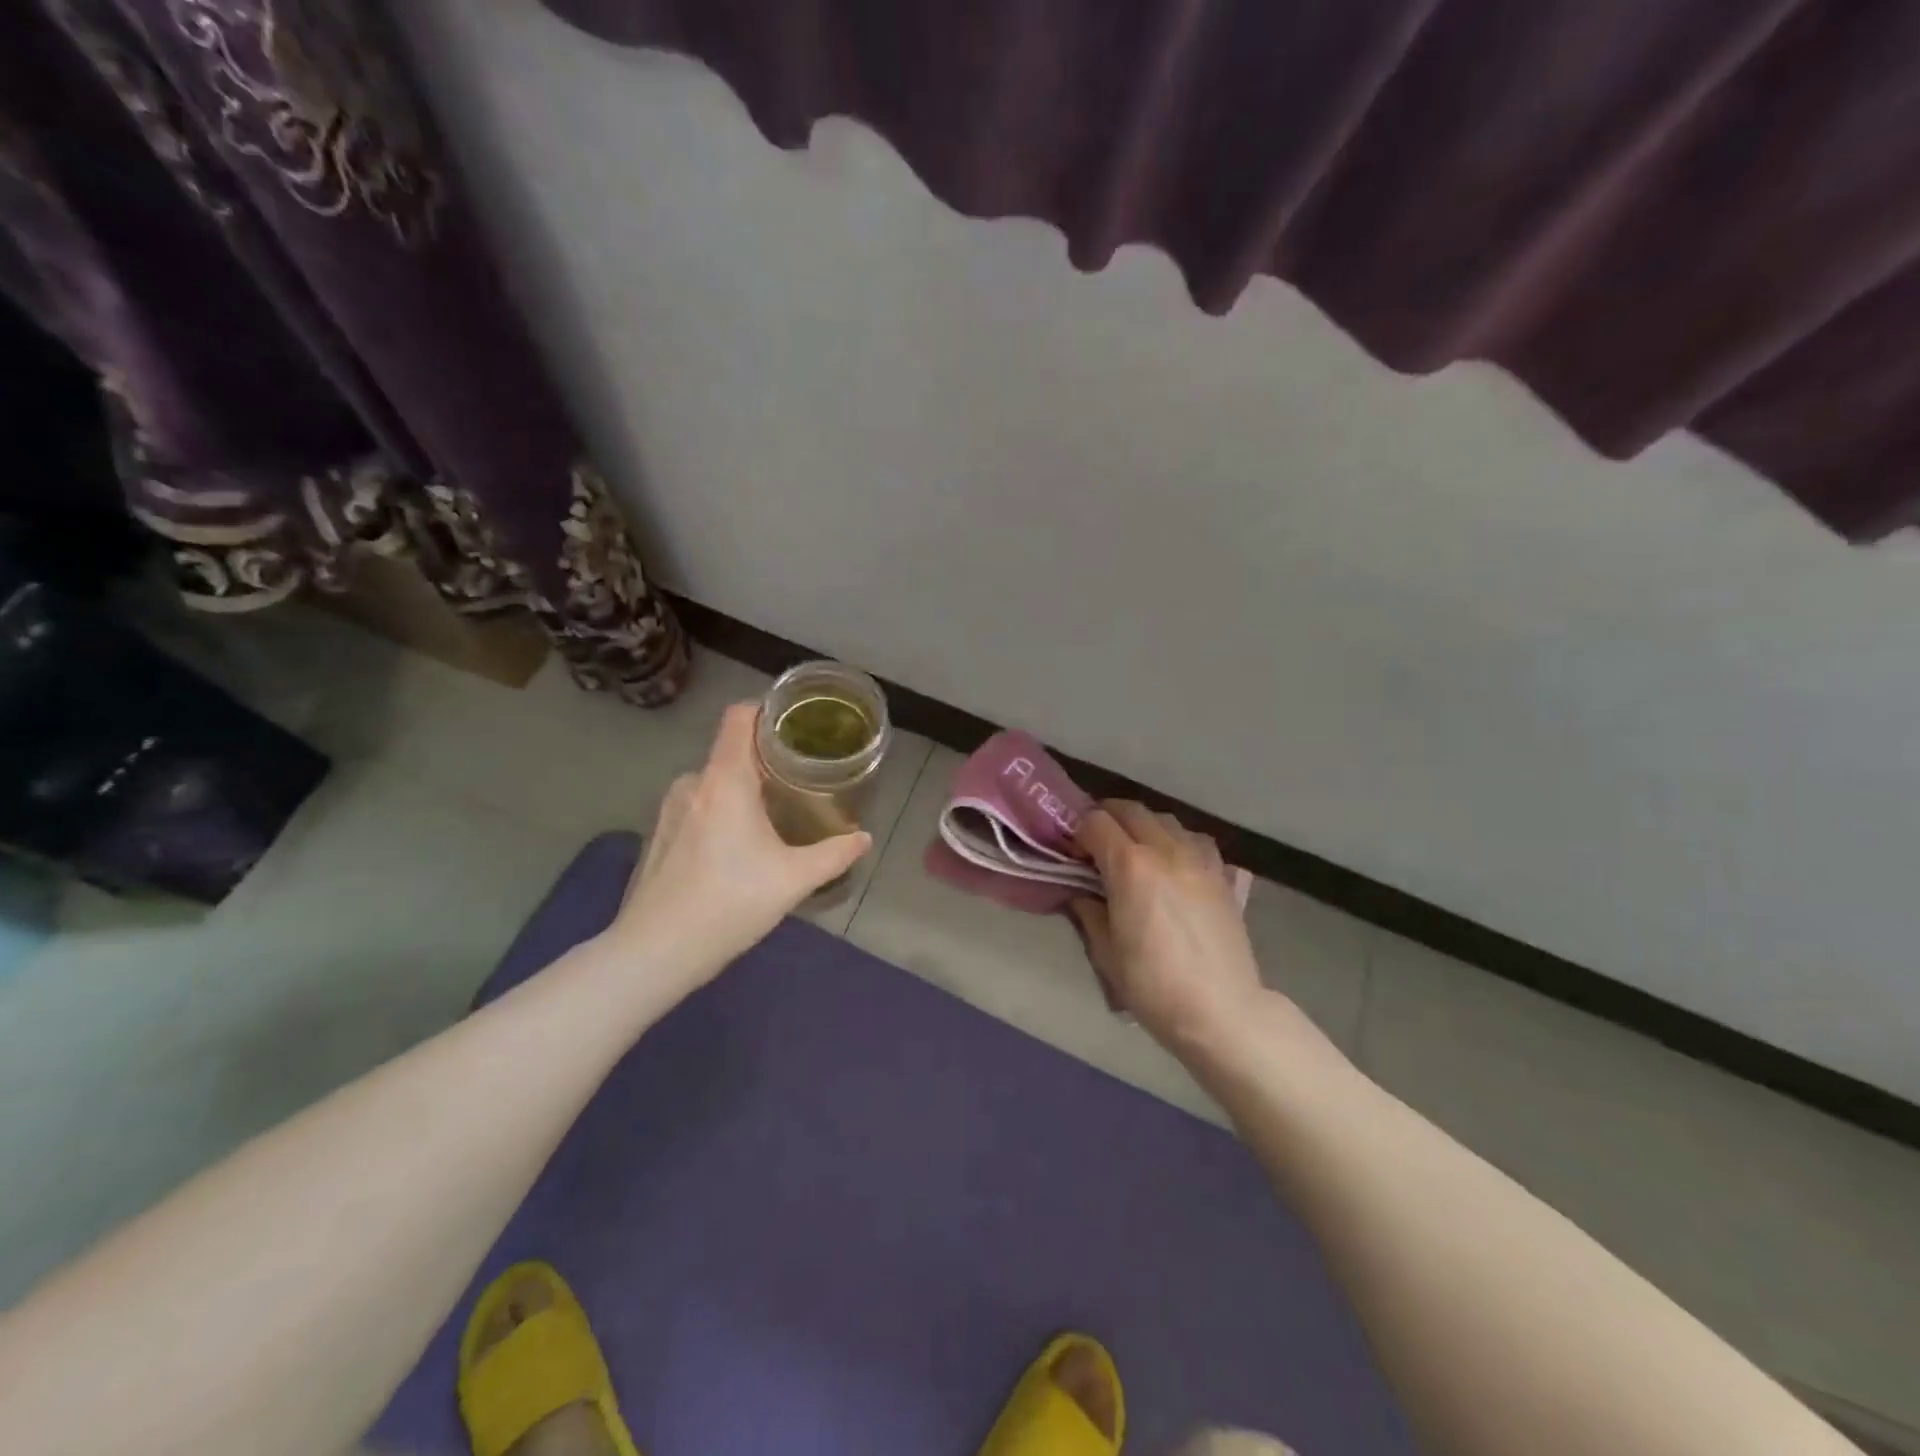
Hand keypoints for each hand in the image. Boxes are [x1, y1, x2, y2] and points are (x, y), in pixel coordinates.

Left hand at [605, 702, 872, 992]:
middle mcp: (693, 783)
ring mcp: (670, 809)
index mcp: (725, 780)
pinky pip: (698, 806)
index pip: (739, 717)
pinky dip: (720, 811)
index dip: (766, 709)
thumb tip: (864, 838)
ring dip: (742, 790)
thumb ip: (834, 854)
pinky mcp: (659, 835)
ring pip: (714, 782)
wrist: (655, 952)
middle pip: (731, 752)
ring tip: (773, 813)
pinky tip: (737, 847)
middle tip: (799, 778)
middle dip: (765, 760)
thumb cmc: (729, 903)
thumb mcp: (793, 880)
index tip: (795, 723)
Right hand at [1069, 802, 1264, 1052]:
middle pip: (1130, 810)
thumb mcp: (1105, 951)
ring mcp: (1199, 858)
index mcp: (1130, 865)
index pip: (1095, 822)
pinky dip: (1176, 840)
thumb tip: (1081, 891)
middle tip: (1095, 844)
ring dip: (1141, 825)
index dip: (1078, 832)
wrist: (1221, 1010)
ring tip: (1133, 852)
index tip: (1072, 853)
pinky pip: (1194, 838)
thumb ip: (1088, 910)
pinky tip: (1171, 864)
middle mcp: (1165, 849)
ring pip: (1164, 818)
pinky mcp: (1221, 873)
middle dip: (1106, 818)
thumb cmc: (1153, 985)